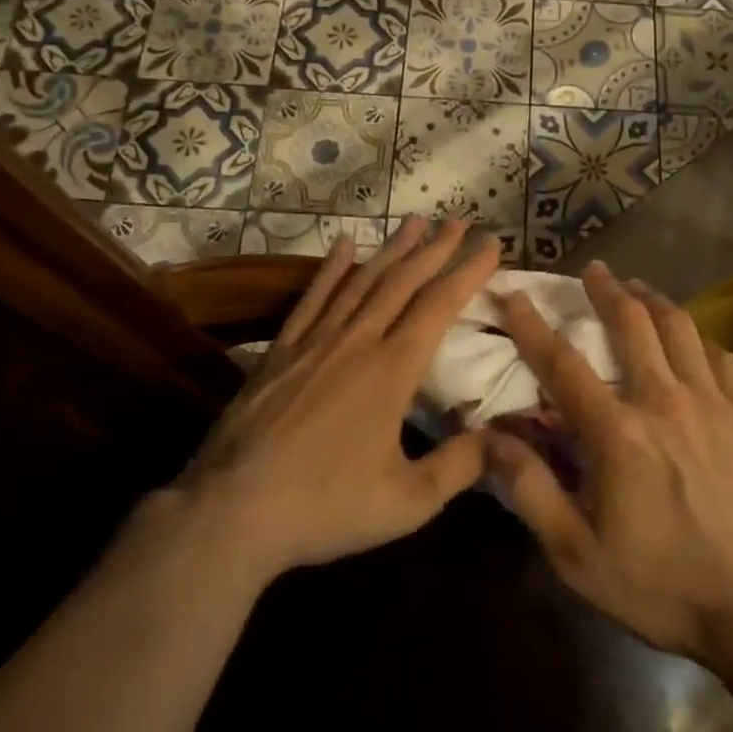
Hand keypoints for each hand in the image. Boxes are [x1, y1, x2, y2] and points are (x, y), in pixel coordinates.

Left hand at [175, 217, 501, 582]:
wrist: (231, 511)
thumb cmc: (325, 507)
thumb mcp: (407, 502)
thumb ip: (459, 467)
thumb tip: (501, 440)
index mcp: (392, 370)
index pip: (439, 305)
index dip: (468, 271)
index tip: (491, 243)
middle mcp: (357, 341)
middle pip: (403, 281)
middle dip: (435, 248)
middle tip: (460, 220)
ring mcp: (315, 341)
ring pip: (362, 280)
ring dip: (392, 248)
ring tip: (415, 220)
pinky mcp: (281, 350)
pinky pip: (313, 297)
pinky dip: (331, 268)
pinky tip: (344, 244)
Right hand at [485, 261, 732, 667]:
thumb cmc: (663, 586)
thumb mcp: (579, 556)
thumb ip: (532, 491)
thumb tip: (489, 440)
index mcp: (617, 433)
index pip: (563, 363)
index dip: (533, 325)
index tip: (516, 294)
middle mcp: (663, 401)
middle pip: (631, 325)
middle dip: (606, 291)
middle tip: (593, 270)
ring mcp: (712, 403)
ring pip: (680, 329)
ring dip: (654, 301)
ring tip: (638, 287)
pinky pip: (722, 357)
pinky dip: (700, 338)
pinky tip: (692, 338)